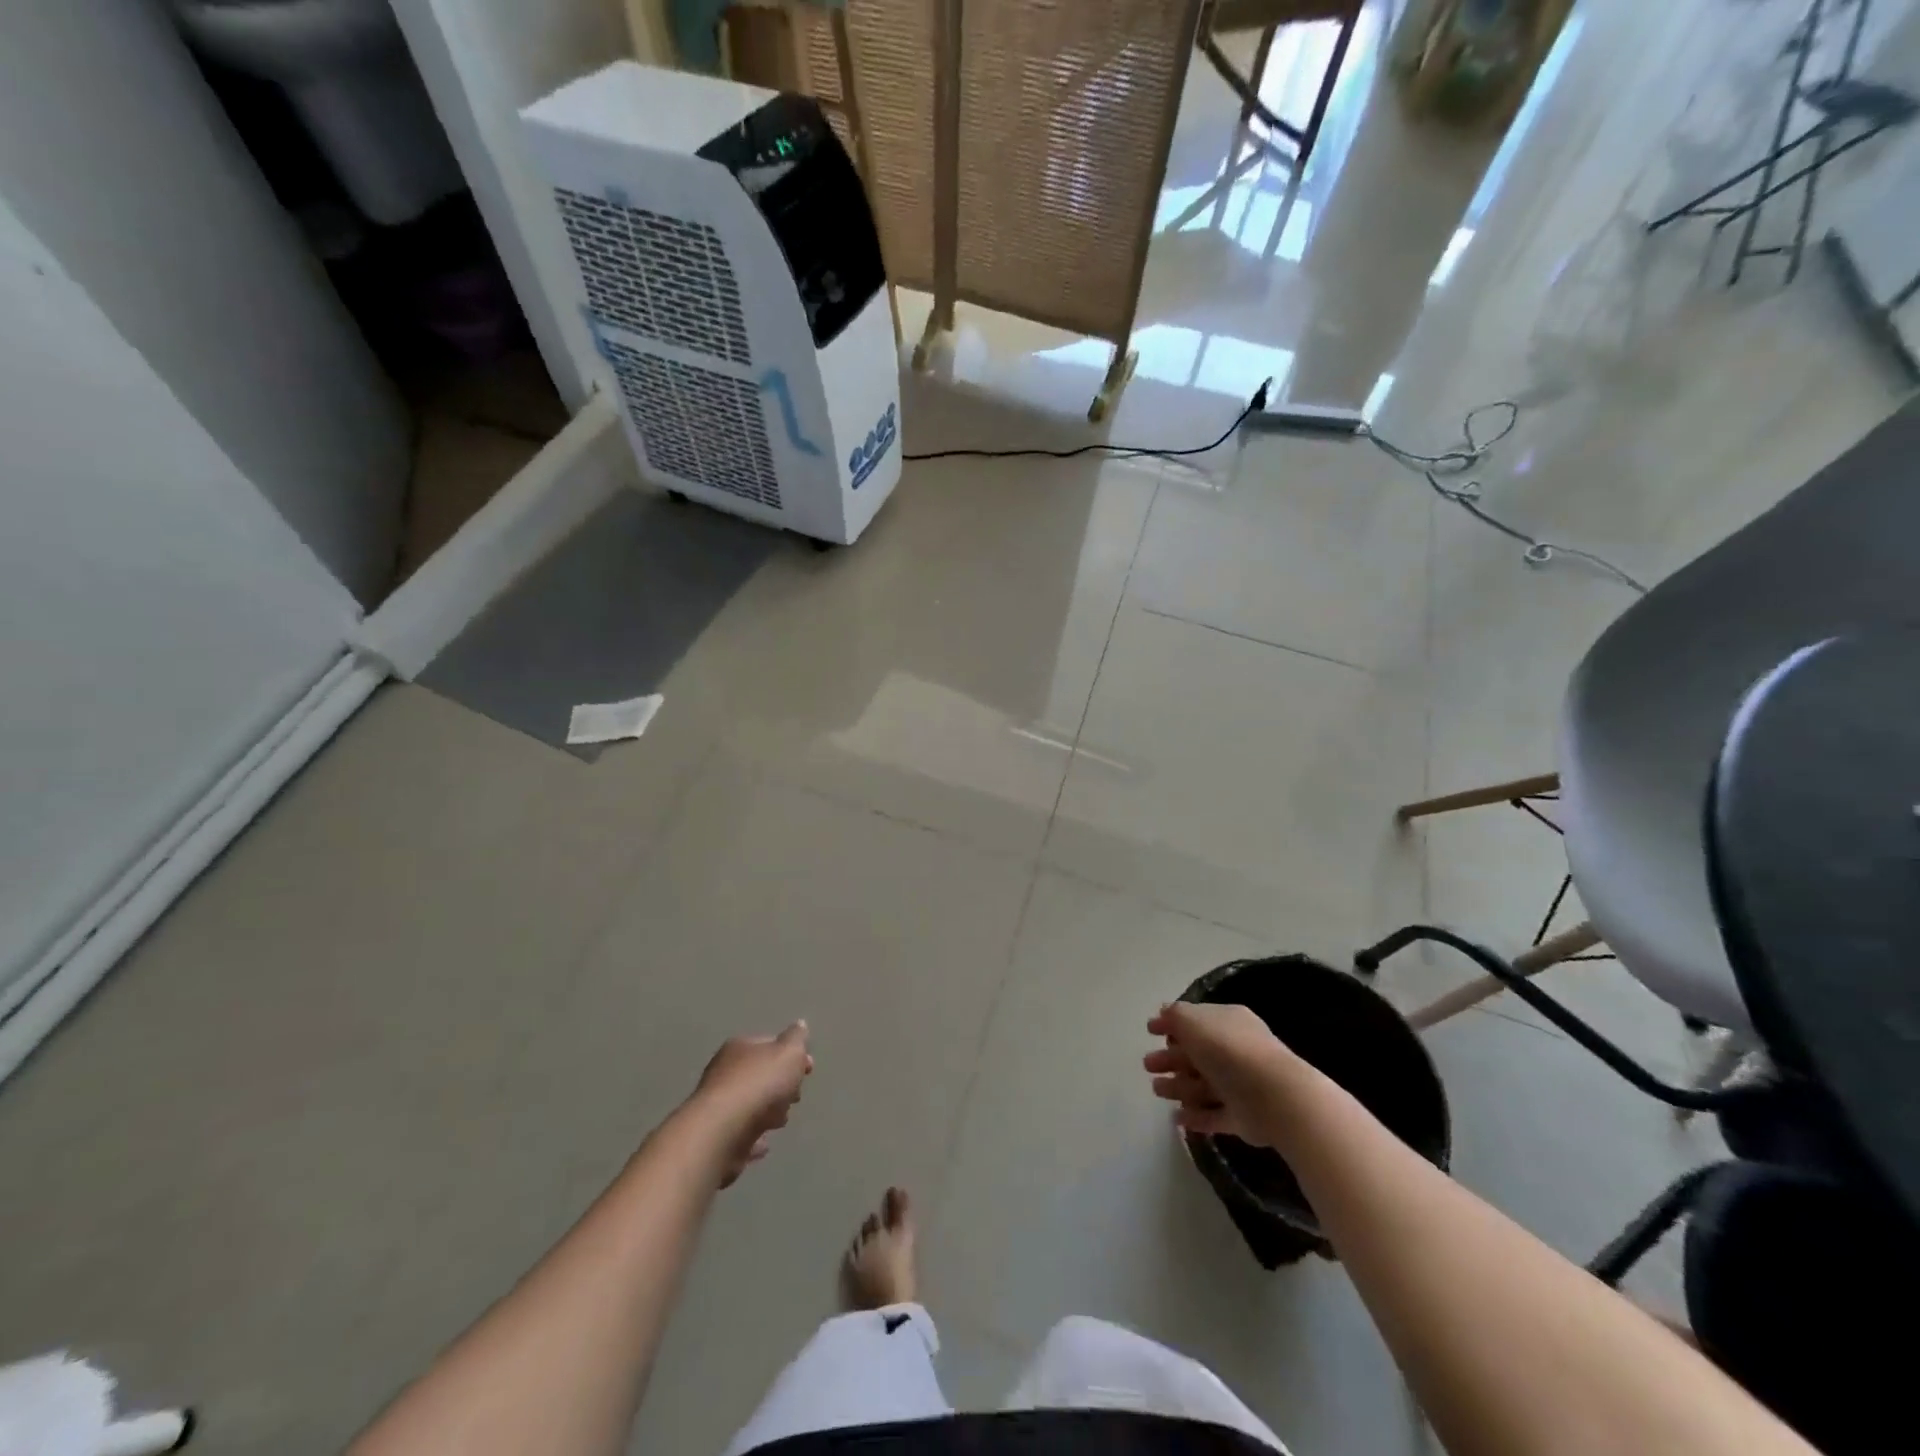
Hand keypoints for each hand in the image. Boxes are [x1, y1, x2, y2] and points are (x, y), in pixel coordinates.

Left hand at [688, 1022, 813, 1186]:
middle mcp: (724, 1072)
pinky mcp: (716, 1136)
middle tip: (796, 1096)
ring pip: (750, 1105)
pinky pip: (741, 1134)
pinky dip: (753, 1137)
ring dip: (767, 1111)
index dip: (792, 1054)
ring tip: (780, 1121)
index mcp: (740, 1047)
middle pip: (760, 1075)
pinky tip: (764, 1143)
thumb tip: (799, 1025)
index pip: (769, 1043)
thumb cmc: (759, 1085)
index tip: (809, 1069)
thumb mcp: (789, 1052)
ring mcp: (718, 1106)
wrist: (722, 1132)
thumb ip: (796, 1039)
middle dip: (781, 1085)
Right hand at [1144, 1002, 1299, 1144]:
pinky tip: (1177, 1118)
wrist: (1274, 1097)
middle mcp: (1236, 1051)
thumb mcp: (1193, 1021)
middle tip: (1148, 1065)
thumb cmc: (1228, 1050)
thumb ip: (1175, 1016)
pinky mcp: (1244, 1118)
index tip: (1149, 1032)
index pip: (1197, 1020)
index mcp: (1228, 1022)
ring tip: (1157, 1091)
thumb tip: (1163, 1013)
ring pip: (1203, 1085)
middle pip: (1197, 1054)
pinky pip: (1214, 1115)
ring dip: (1179, 1087)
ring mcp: (1241, 1085)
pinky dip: (1196, 1116)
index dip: (1172, 1025)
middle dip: (1171, 1059)